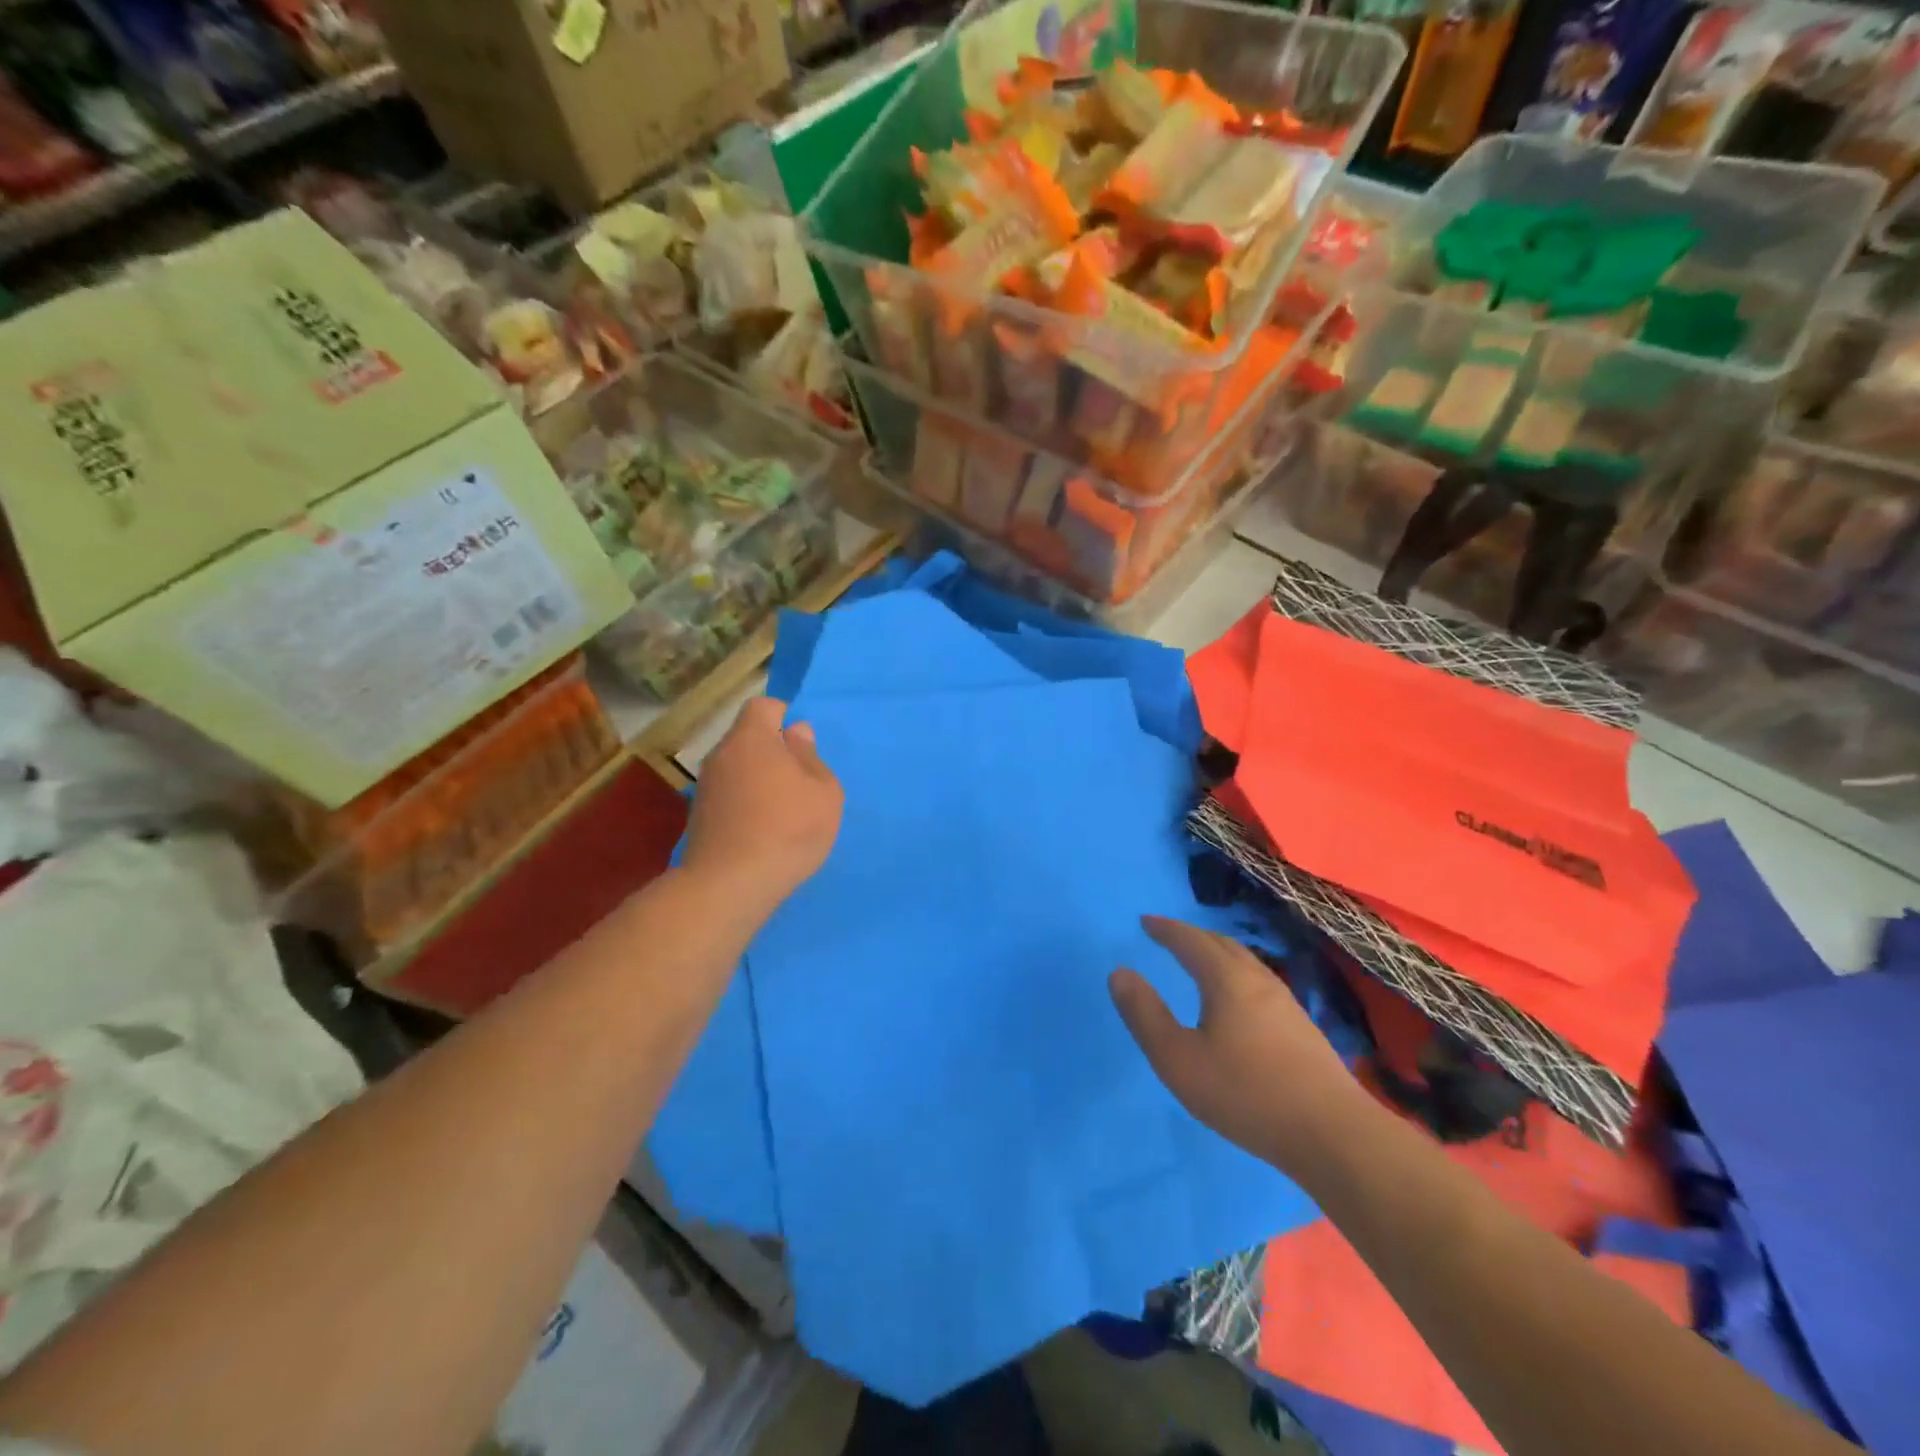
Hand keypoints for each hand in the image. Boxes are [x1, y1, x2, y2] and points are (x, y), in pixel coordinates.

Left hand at [683, 697, 842, 912]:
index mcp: (751, 738)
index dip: (783, 715)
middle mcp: (721, 755)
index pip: (762, 706)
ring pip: (737, 768)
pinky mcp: (698, 816)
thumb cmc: (788, 829)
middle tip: (800, 780)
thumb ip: (811, 757)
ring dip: (758, 779)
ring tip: (784, 810)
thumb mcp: (823, 792)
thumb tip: (796, 733)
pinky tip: (763, 830)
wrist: (730, 884)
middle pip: (747, 738)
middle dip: (772, 751)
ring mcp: (705, 786)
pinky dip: (745, 803)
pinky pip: (729, 795)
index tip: (801, 742)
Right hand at [1111, 917, 1369, 1175]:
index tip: (1145, 922)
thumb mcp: (1178, 1059)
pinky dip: (1236, 975)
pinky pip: (1259, 983)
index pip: (1191, 941)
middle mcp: (1258, 980)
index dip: (1166, 929)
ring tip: (1200, 962)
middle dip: (1192, 936)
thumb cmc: (1246, 1093)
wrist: (1333, 1134)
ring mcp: (1286, 1003)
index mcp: (1227, 979)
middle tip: (1169, 936)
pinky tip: (1237, 1001)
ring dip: (1217, 953)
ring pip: (1245, 963)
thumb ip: (1145, 1015)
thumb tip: (1120, 973)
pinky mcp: (1302, 1028)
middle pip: (1222, 944)